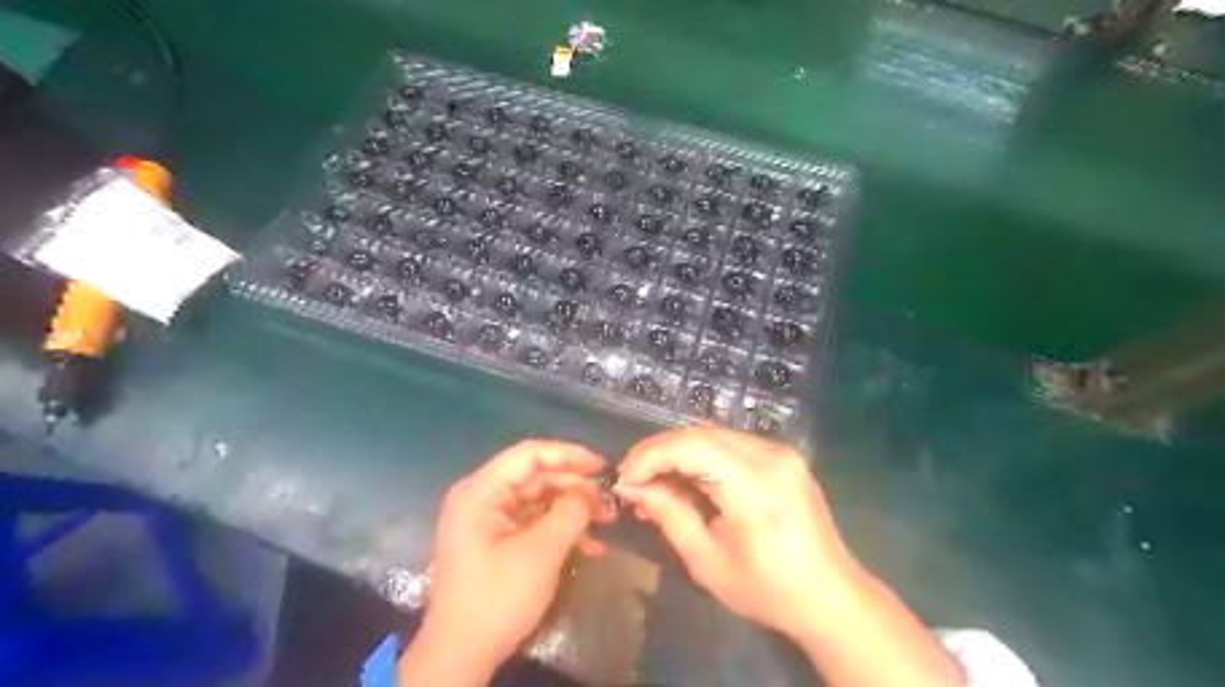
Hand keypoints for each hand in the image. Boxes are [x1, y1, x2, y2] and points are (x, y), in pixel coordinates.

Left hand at [411, 440, 618, 676]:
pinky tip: (591, 546)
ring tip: (607, 521)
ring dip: (574, 510)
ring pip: (540, 500)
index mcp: (482, 491)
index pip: (530, 454)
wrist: (462, 656)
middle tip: (609, 501)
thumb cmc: (497, 597)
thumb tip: (591, 491)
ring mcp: (490, 520)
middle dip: (576, 487)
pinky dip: (561, 530)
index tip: (603, 466)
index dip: (569, 455)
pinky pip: (534, 523)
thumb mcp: (541, 551)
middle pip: (537, 476)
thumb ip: (570, 512)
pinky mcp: (498, 541)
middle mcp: (483, 497)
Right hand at [617, 426, 853, 641]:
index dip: (649, 457)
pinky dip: (702, 456)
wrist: (832, 598)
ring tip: (654, 481)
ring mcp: (781, 452)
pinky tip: (687, 479)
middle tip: (633, 479)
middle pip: (700, 433)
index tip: (624, 480)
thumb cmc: (769, 590)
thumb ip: (669, 515)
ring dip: (679, 452)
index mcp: (754, 483)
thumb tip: (632, 487)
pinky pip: (731, 444)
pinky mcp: (784, 457)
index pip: (689, 446)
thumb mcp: (708, 561)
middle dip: (659, 452)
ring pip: (713, 435)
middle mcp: (770, 455)